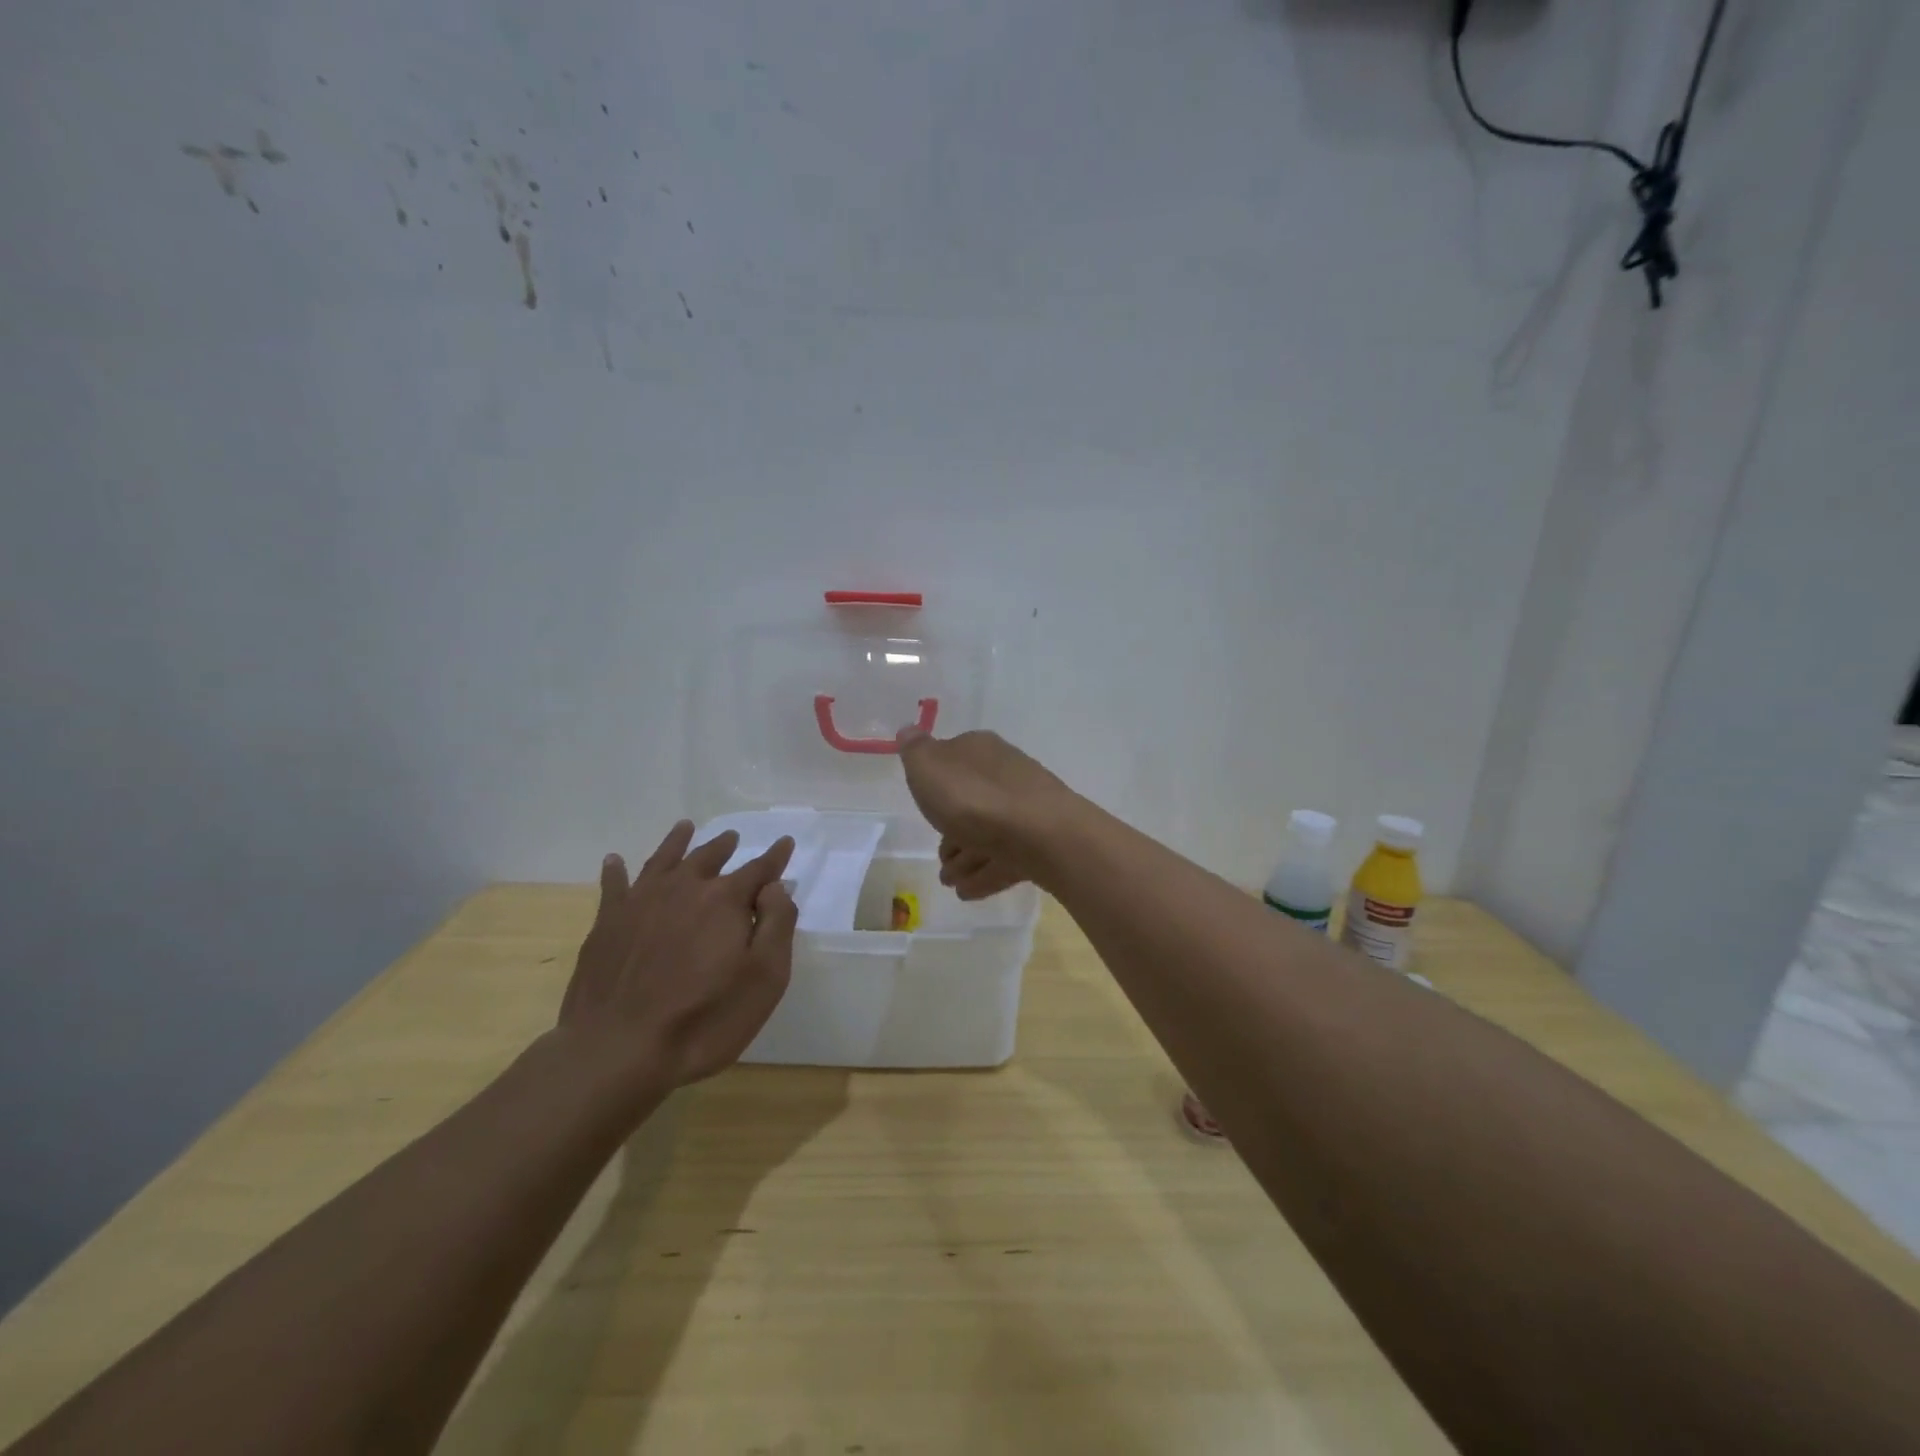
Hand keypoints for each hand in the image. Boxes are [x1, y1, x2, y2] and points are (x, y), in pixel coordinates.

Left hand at [558, 823, 797, 1087]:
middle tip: (732, 837)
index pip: (758, 870)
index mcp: (725, 900)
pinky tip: (615, 861)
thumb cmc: (706, 1018)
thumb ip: (777, 923)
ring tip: (685, 827)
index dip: (775, 857)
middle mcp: (683, 889)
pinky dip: (616, 870)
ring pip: (663, 860)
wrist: (618, 1050)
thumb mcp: (765, 977)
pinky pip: (613, 886)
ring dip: (677, 842)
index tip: (785, 843)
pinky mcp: (606, 924)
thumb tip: (775, 887)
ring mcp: (640, 903)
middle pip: (708, 858)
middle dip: (724, 846)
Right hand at [895, 727, 1076, 899]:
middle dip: (953, 828)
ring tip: (949, 881)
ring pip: (989, 832)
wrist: (1040, 835)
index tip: (922, 807)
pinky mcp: (1040, 842)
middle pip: (972, 800)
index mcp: (979, 750)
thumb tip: (909, 729)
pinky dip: (985, 873)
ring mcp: (1026, 809)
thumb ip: (915, 750)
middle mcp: (1005, 774)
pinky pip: (1005, 858)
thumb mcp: (928, 766)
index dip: (936, 785)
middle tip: (938, 856)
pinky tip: (968, 891)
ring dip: (967, 857)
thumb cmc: (974, 798)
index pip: (953, 759)